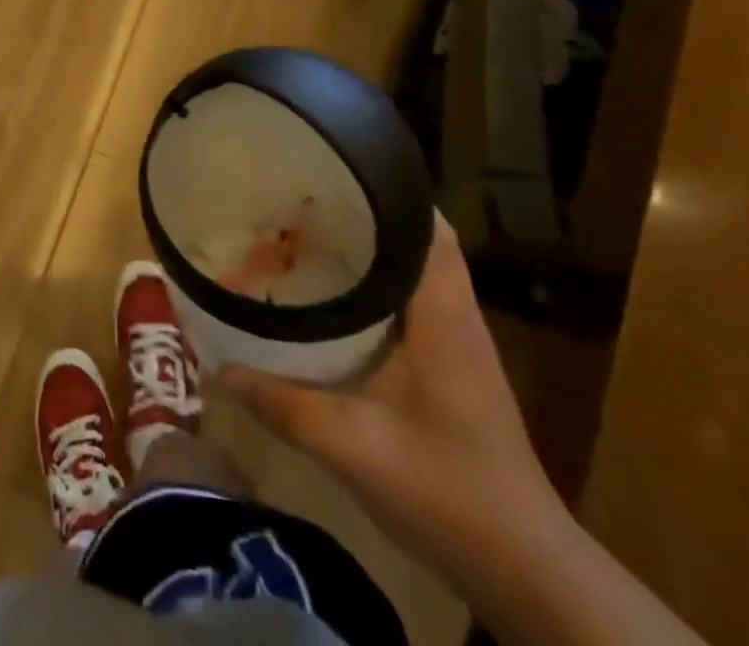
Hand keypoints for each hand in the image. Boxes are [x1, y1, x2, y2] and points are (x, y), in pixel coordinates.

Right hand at [223, 215, 561, 573]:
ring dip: (367, 251)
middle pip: (416, 241)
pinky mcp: (450, 368)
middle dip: (362, 217)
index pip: (429, 229)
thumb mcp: (354, 448)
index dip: (389, 193)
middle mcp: (455, 317)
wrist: (526, 572)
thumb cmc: (448, 493)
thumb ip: (285, 406)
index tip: (333, 175)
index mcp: (443, 317)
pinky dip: (372, 288)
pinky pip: (409, 304)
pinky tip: (330, 301)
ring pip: (412, 271)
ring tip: (305, 238)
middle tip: (301, 205)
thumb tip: (222, 368)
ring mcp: (457, 344)